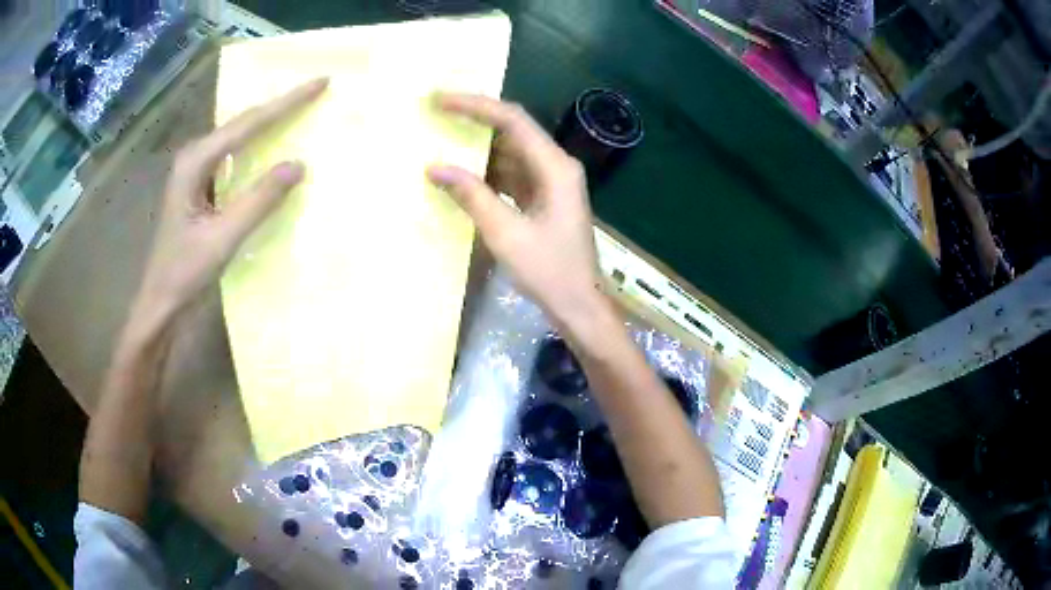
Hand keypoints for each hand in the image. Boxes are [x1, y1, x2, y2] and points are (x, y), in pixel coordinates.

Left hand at [136, 79, 327, 321]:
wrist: (160, 302)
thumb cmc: (184, 273)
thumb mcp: (223, 239)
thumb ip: (259, 200)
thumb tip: (299, 164)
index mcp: (196, 162)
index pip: (248, 124)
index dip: (286, 103)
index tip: (320, 83)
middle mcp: (194, 156)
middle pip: (243, 122)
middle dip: (280, 105)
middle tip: (315, 91)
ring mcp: (196, 170)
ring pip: (238, 135)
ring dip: (269, 122)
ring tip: (300, 108)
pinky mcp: (200, 185)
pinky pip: (234, 154)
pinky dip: (257, 145)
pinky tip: (272, 145)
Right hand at [427, 94, 603, 323]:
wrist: (579, 305)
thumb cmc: (549, 271)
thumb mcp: (505, 233)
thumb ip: (471, 196)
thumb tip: (435, 167)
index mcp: (555, 167)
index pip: (512, 120)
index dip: (476, 105)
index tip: (441, 100)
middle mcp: (555, 165)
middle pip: (512, 131)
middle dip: (474, 120)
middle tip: (436, 113)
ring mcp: (551, 182)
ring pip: (510, 152)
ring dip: (478, 148)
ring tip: (440, 138)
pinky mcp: (543, 198)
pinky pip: (511, 174)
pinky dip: (486, 173)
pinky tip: (460, 174)